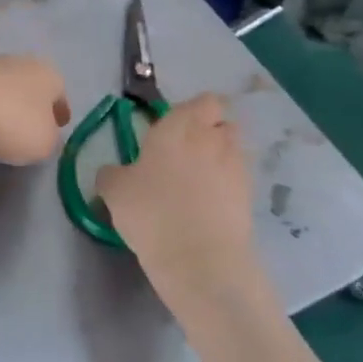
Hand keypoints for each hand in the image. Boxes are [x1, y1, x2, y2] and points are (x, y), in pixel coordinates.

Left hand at [0, 56, 69, 165]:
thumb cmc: (11, 122)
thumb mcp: (43, 144)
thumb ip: (51, 141)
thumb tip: (46, 137)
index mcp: (48, 73)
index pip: (60, 93)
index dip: (60, 111)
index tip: (59, 126)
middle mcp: (20, 62)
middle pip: (31, 86)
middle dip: (32, 105)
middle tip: (30, 127)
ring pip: (4, 88)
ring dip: (5, 104)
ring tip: (1, 128)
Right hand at [96, 93, 277, 330]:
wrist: (200, 259)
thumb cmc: (151, 212)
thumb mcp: (114, 191)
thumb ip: (112, 173)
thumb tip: (113, 172)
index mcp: (178, 127)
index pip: (202, 101)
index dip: (191, 112)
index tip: (172, 130)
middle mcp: (212, 139)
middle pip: (222, 122)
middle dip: (209, 131)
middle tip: (184, 154)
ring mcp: (236, 167)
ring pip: (234, 149)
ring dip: (220, 156)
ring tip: (198, 180)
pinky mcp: (250, 197)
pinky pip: (238, 178)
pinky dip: (227, 185)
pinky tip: (208, 205)